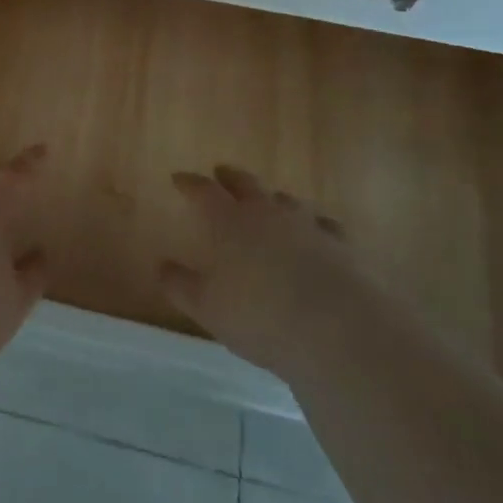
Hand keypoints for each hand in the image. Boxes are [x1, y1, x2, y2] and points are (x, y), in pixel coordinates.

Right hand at [159, 165, 351, 378]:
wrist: (338, 330)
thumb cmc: (261, 317)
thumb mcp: (208, 309)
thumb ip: (181, 286)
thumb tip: (162, 266)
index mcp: (229, 221)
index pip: (203, 191)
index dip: (189, 183)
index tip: (178, 178)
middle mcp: (266, 212)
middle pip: (245, 184)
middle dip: (230, 177)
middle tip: (221, 172)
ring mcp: (307, 225)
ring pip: (285, 200)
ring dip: (272, 199)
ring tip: (268, 202)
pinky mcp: (341, 245)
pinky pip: (324, 226)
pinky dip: (315, 226)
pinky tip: (317, 233)